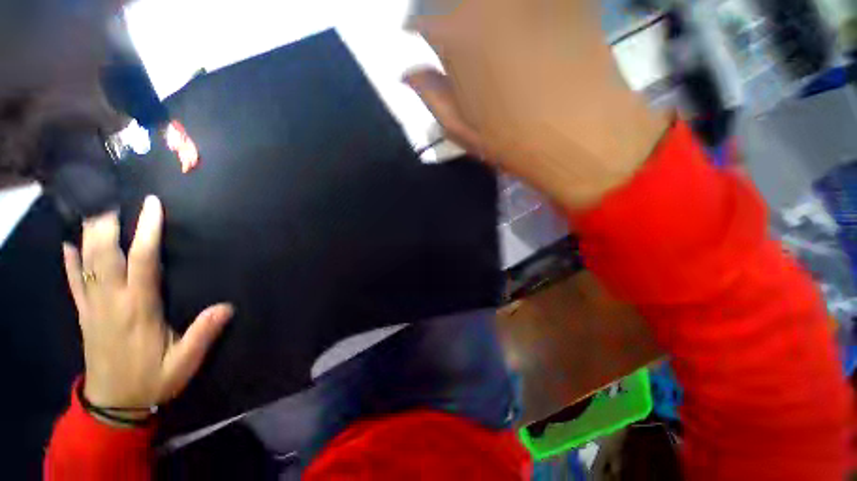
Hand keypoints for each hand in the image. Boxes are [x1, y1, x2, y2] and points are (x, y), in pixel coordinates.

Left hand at [63, 196, 232, 410]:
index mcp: (139, 309)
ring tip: (95, 209)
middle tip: (112, 195)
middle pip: (105, 254)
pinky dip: (69, 261)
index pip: (142, 261)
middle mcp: (112, 301)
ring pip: (86, 263)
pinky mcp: (84, 315)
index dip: (147, 231)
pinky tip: (67, 243)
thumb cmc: (151, 380)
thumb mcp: (184, 362)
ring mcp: (93, 307)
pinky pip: (73, 282)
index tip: (151, 206)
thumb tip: (227, 306)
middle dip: (108, 222)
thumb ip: (204, 333)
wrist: (113, 405)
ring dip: (89, 234)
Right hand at [404, 0, 668, 209]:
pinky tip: (526, 37)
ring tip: (497, 52)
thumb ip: (432, 95)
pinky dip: (523, 16)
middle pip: (458, 3)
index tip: (427, 49)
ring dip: (488, 21)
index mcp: (456, 37)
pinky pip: (531, 5)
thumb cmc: (512, 141)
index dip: (422, 38)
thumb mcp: (462, 129)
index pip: (422, 23)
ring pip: (492, 5)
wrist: (582, 135)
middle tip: (466, 52)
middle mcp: (489, 2)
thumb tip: (409, 74)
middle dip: (455, 23)